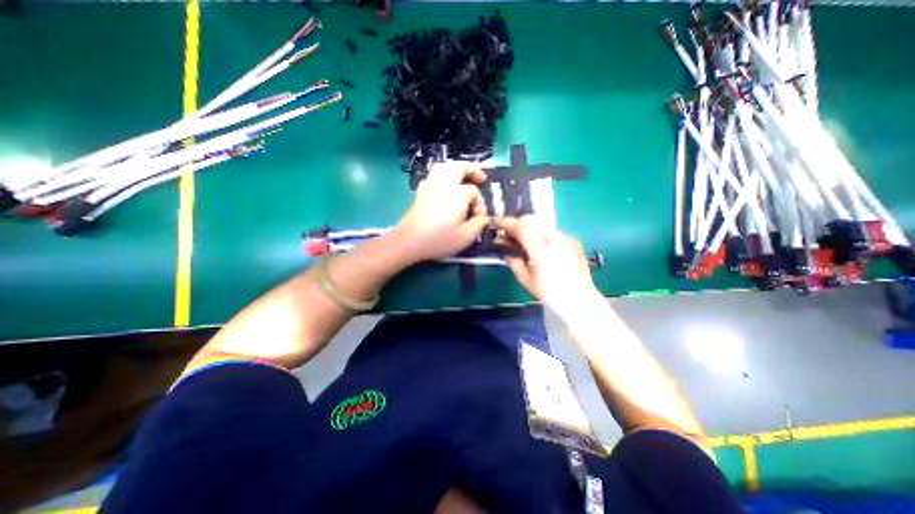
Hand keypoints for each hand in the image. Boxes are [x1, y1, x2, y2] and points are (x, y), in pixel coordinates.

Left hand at [394, 162, 492, 265]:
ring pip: (444, 167)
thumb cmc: (439, 239)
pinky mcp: (420, 192)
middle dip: (472, 170)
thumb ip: (479, 224)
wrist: (409, 241)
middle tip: (481, 179)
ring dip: (456, 169)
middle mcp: (443, 184)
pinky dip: (442, 176)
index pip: (474, 192)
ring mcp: (430, 186)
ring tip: (463, 178)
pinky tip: (444, 187)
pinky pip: (433, 176)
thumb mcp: (466, 237)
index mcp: (457, 193)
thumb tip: (484, 218)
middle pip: (459, 167)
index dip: (480, 204)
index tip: (480, 218)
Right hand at [494, 214, 602, 314]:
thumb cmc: (549, 293)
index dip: (508, 223)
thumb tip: (504, 248)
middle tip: (510, 234)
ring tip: (524, 240)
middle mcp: (556, 240)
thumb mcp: (525, 279)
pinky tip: (541, 247)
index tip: (498, 223)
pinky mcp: (573, 240)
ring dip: (530, 228)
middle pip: (533, 220)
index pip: (522, 228)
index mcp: (542, 252)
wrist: (580, 299)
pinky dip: (542, 234)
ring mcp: (567, 238)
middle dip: (518, 223)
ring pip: (543, 224)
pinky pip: (553, 231)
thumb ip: (513, 261)